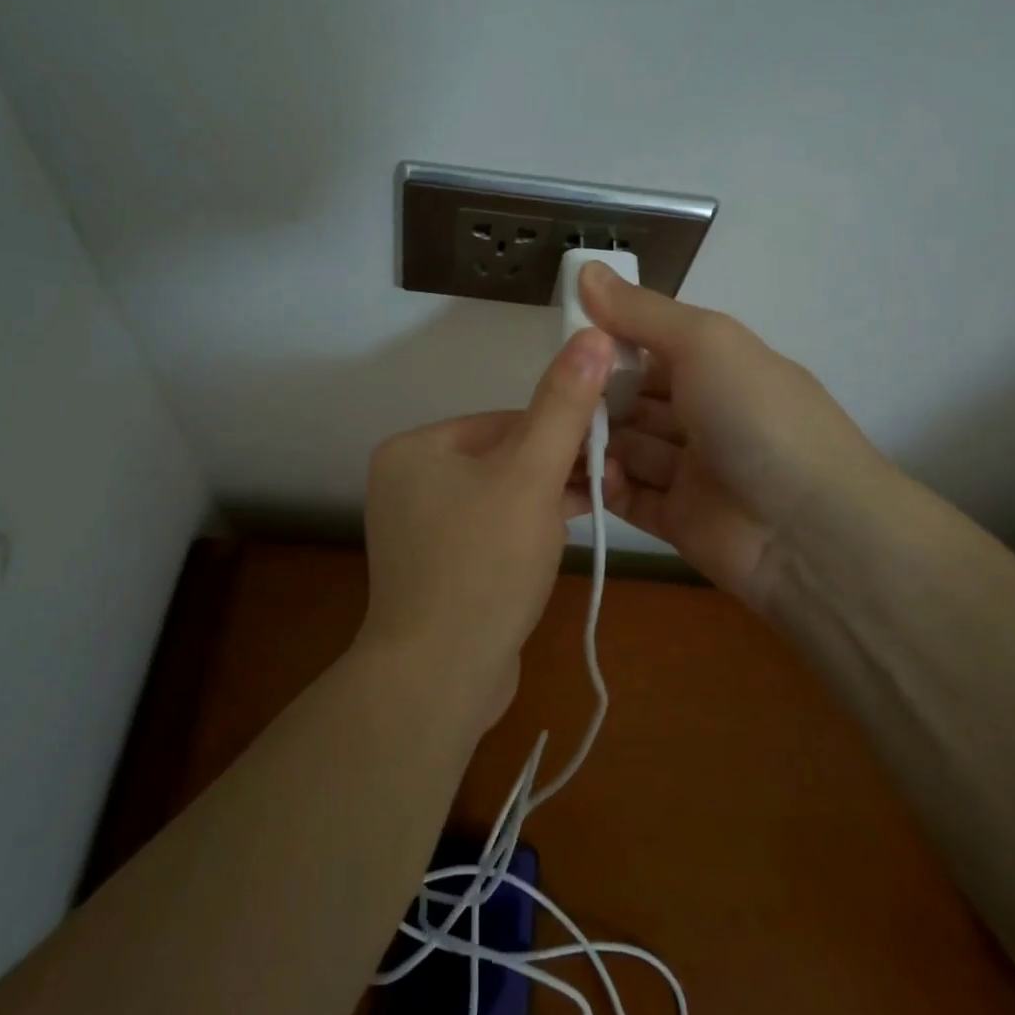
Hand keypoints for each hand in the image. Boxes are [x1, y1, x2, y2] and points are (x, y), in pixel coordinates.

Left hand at [361, 328, 613, 727]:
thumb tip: (592, 334)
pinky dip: (526, 530)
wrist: (441, 679)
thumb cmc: (484, 563)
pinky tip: (564, 537)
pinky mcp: (438, 567)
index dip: (559, 433)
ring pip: (501, 496)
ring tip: (598, 504)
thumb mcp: (530, 475)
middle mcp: (408, 482)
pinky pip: (490, 531)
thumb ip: (563, 406)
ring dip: (548, 499)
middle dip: (556, 469)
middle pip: (503, 458)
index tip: (604, 450)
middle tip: (607, 480)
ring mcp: (419, 529)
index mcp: (414, 449)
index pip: (504, 421)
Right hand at [580, 263, 898, 608]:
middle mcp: (705, 415)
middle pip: (634, 400)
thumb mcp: (704, 342)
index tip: (566, 344)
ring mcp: (692, 471)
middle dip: (595, 397)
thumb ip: (641, 311)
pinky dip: (607, 485)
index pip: (651, 348)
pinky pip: (629, 497)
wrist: (810, 531)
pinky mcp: (677, 520)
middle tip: (554, 397)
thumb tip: (585, 268)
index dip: (610, 344)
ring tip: (558, 438)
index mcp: (718, 368)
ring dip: (595, 441)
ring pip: (627, 448)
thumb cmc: (756, 417)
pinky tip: (584, 475)